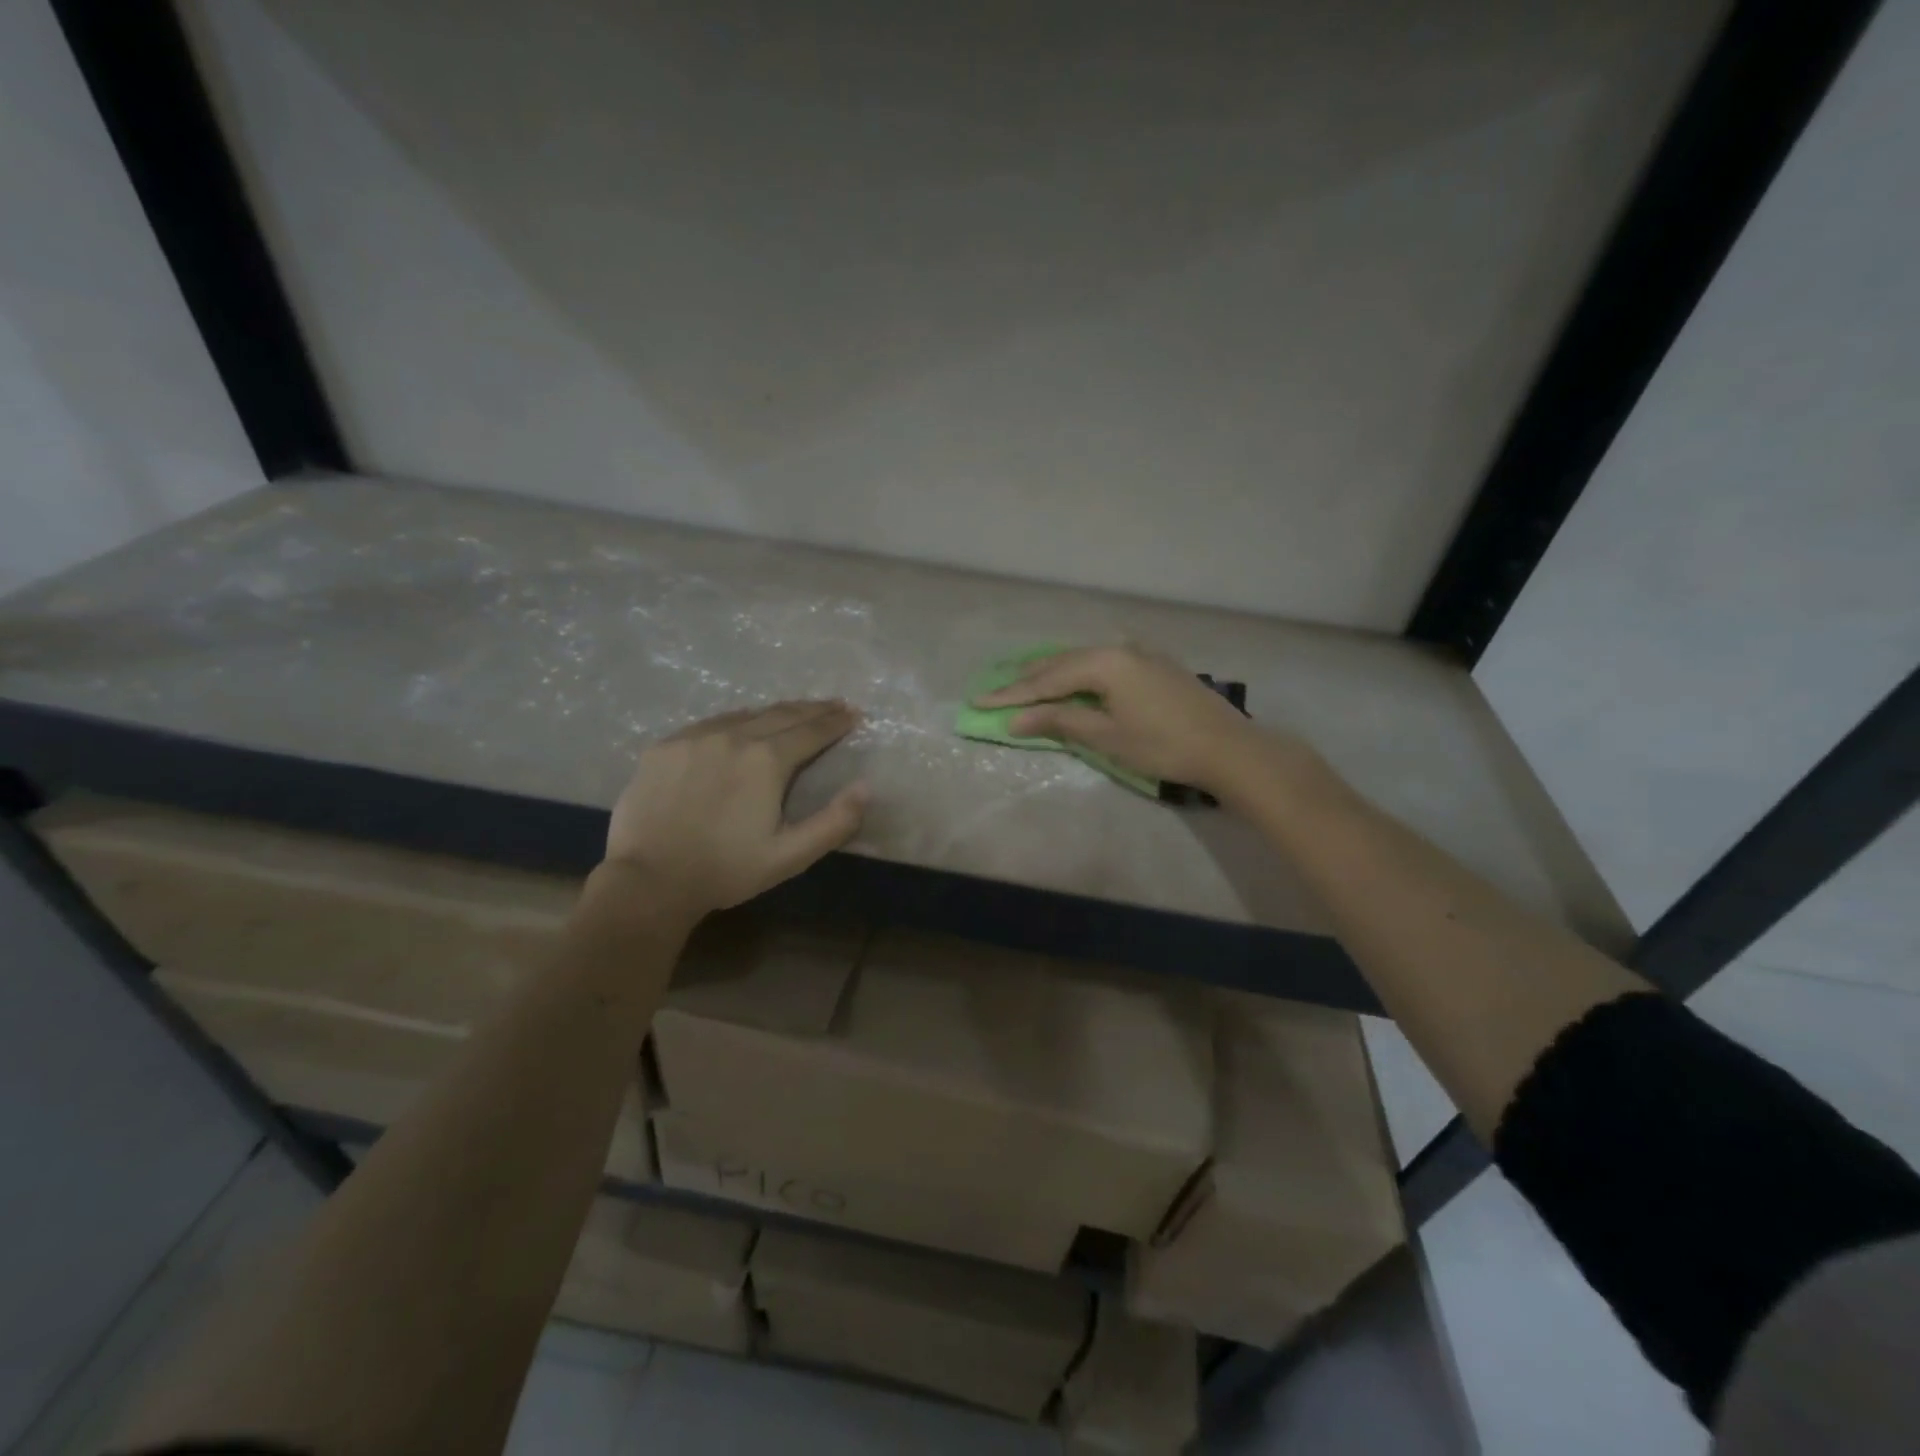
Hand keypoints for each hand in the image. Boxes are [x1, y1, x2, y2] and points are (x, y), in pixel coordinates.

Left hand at [603, 702, 866, 915]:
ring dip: (776, 712)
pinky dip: (736, 721)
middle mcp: (733, 736)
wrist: (648, 881)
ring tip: (793, 713)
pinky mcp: (665, 746)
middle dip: (812, 709)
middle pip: (782, 714)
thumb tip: (867, 787)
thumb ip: (834, 822)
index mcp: (766, 760)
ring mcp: (695, 737)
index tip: (854, 713)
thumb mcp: (790, 856)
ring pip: (745, 715)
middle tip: (834, 704)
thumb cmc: (726, 870)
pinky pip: (710, 724)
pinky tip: (740, 727)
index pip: (812, 731)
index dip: (836, 722)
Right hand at [973, 644, 1290, 799]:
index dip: (1012, 694)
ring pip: (1084, 659)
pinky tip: (1073, 676)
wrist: (1228, 748)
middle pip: (1062, 662)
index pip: (1046, 680)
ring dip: (1054, 673)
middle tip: (995, 690)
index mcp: (1104, 662)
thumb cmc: (1163, 745)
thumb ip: (1060, 720)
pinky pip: (1104, 662)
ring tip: (1025, 681)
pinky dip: (1080, 672)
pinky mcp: (1154, 663)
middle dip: (1028, 679)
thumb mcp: (1107, 736)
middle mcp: (1118, 647)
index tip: (978, 701)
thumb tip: (1016, 718)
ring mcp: (1139, 652)